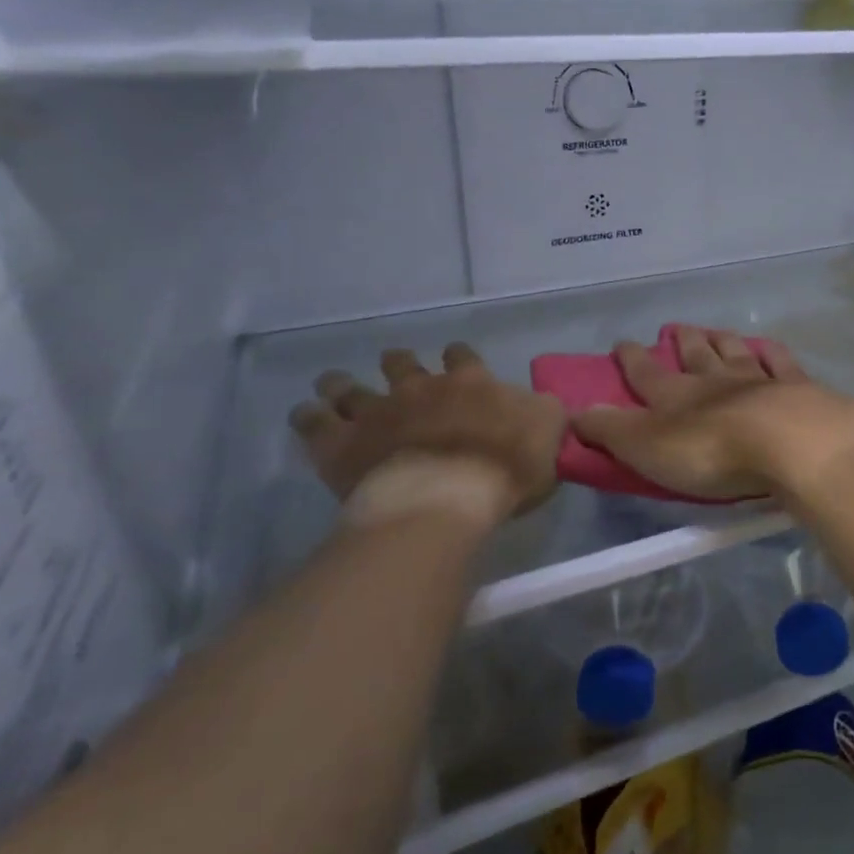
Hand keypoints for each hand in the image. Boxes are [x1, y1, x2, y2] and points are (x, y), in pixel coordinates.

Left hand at [290, 343, 564, 530]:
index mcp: (470, 382)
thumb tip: (540, 402)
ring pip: (351, 387)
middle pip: (402, 364)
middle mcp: (420, 387)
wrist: (444, 497)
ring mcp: (376, 412)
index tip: (454, 360)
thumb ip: (544, 412)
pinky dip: (308, 417)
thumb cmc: (504, 467)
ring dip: (342, 384)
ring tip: (334, 383)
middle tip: (396, 367)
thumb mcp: (548, 433)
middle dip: (398, 362)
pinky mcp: (341, 444)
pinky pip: (314, 423)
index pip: (462, 357)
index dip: (458, 357)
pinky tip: (305, 416)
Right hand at [571, 326, 853, 501]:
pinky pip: (781, 364)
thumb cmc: (711, 452)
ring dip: (721, 341)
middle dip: (682, 342)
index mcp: (676, 396)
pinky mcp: (797, 390)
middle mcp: (715, 381)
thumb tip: (573, 412)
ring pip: (734, 353)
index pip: (646, 374)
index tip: (621, 343)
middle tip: (674, 328)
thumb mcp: (646, 448)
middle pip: (695, 355)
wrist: (789, 443)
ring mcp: (759, 381)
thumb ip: (610, 430)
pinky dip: (772, 353)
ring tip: (713, 330)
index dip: (631, 359)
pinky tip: (768, 346)